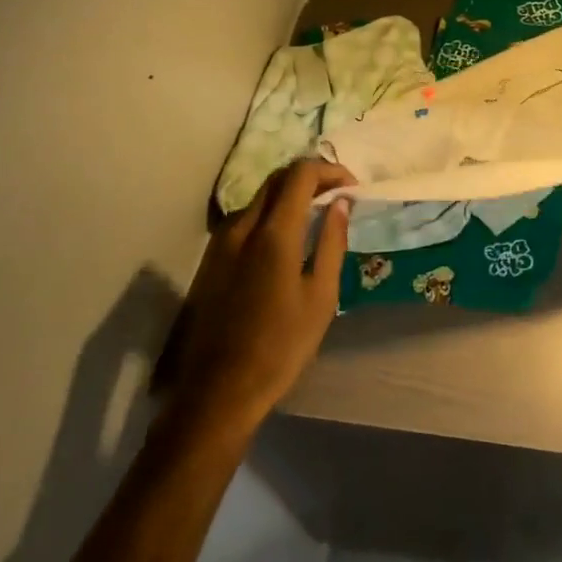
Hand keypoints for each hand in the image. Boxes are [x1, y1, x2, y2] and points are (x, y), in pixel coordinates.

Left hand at [163, 160, 354, 435]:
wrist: (217, 391)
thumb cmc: (280, 346)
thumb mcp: (321, 296)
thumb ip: (332, 242)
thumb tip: (340, 203)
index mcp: (273, 233)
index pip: (301, 173)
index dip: (330, 170)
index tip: (351, 188)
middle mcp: (242, 226)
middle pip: (278, 178)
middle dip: (311, 178)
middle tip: (338, 197)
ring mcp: (220, 241)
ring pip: (260, 197)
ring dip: (290, 196)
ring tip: (317, 217)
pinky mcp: (210, 258)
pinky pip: (246, 219)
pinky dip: (272, 214)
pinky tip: (287, 240)